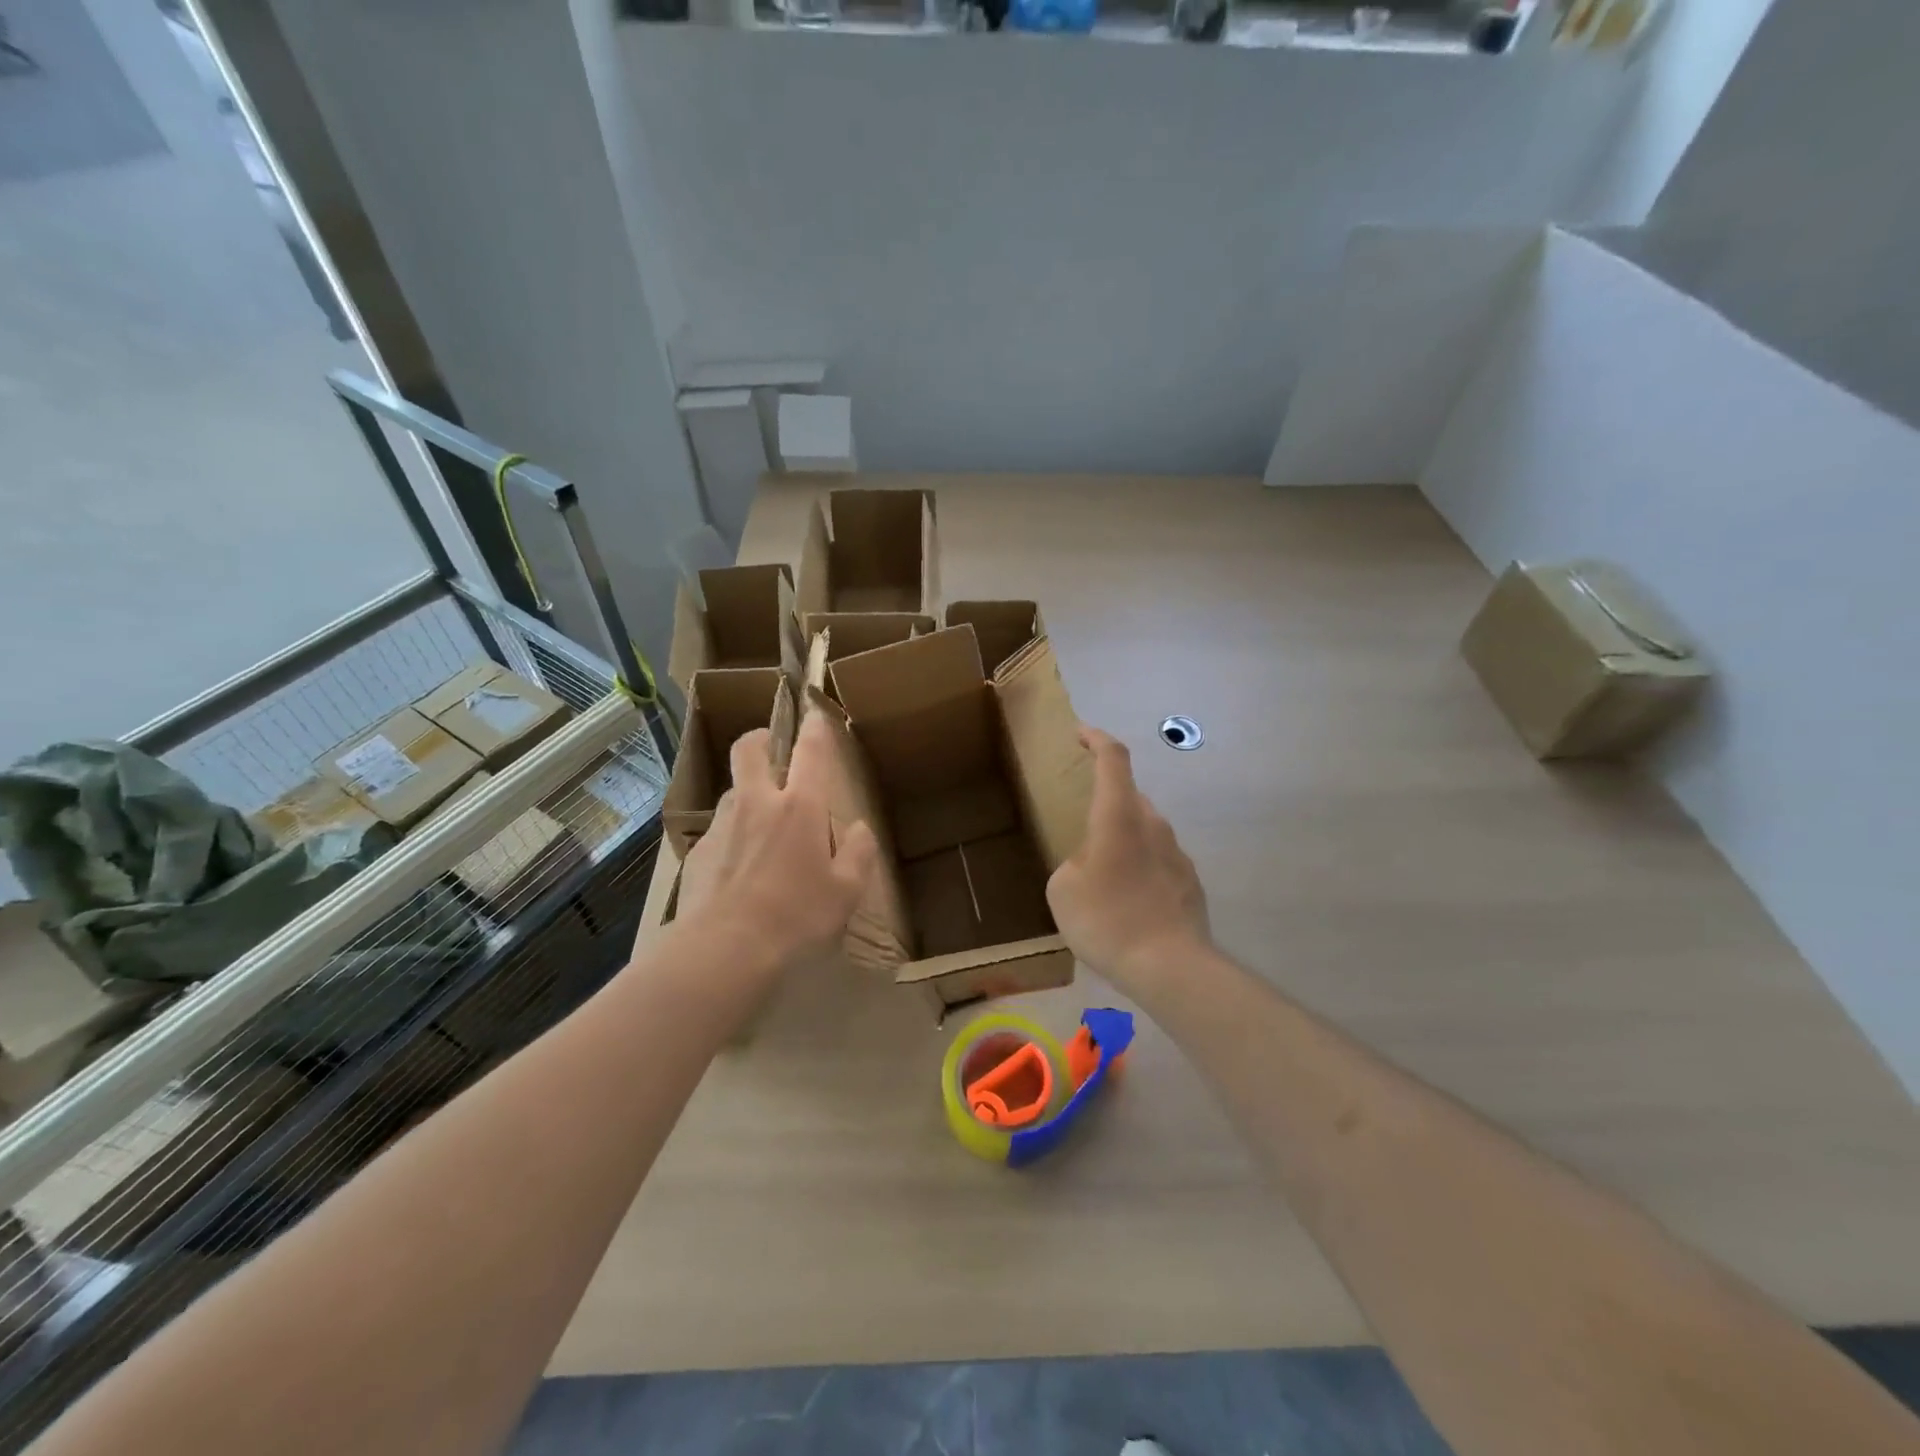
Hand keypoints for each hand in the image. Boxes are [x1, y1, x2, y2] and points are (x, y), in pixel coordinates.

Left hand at [670, 712, 878, 978]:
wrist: (724, 950)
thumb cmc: (796, 917)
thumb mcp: (846, 892)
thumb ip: (858, 854)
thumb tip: (859, 829)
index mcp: (799, 807)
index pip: (809, 752)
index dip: (814, 728)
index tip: (815, 715)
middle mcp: (756, 804)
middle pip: (748, 750)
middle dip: (759, 738)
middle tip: (769, 747)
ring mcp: (721, 826)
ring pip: (731, 793)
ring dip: (746, 796)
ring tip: (760, 827)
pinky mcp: (697, 853)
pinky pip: (718, 833)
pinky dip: (731, 839)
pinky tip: (739, 873)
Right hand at [1047, 726, 1209, 993]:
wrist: (1169, 967)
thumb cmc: (1106, 919)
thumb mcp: (1062, 889)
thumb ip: (1073, 862)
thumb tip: (1090, 863)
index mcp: (1118, 816)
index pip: (1112, 759)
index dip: (1096, 738)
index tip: (1081, 733)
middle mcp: (1153, 825)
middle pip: (1129, 798)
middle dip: (1105, 804)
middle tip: (1082, 830)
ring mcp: (1177, 853)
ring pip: (1145, 831)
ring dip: (1123, 841)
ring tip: (1102, 878)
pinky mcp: (1190, 882)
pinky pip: (1158, 862)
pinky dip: (1140, 869)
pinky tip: (1127, 904)